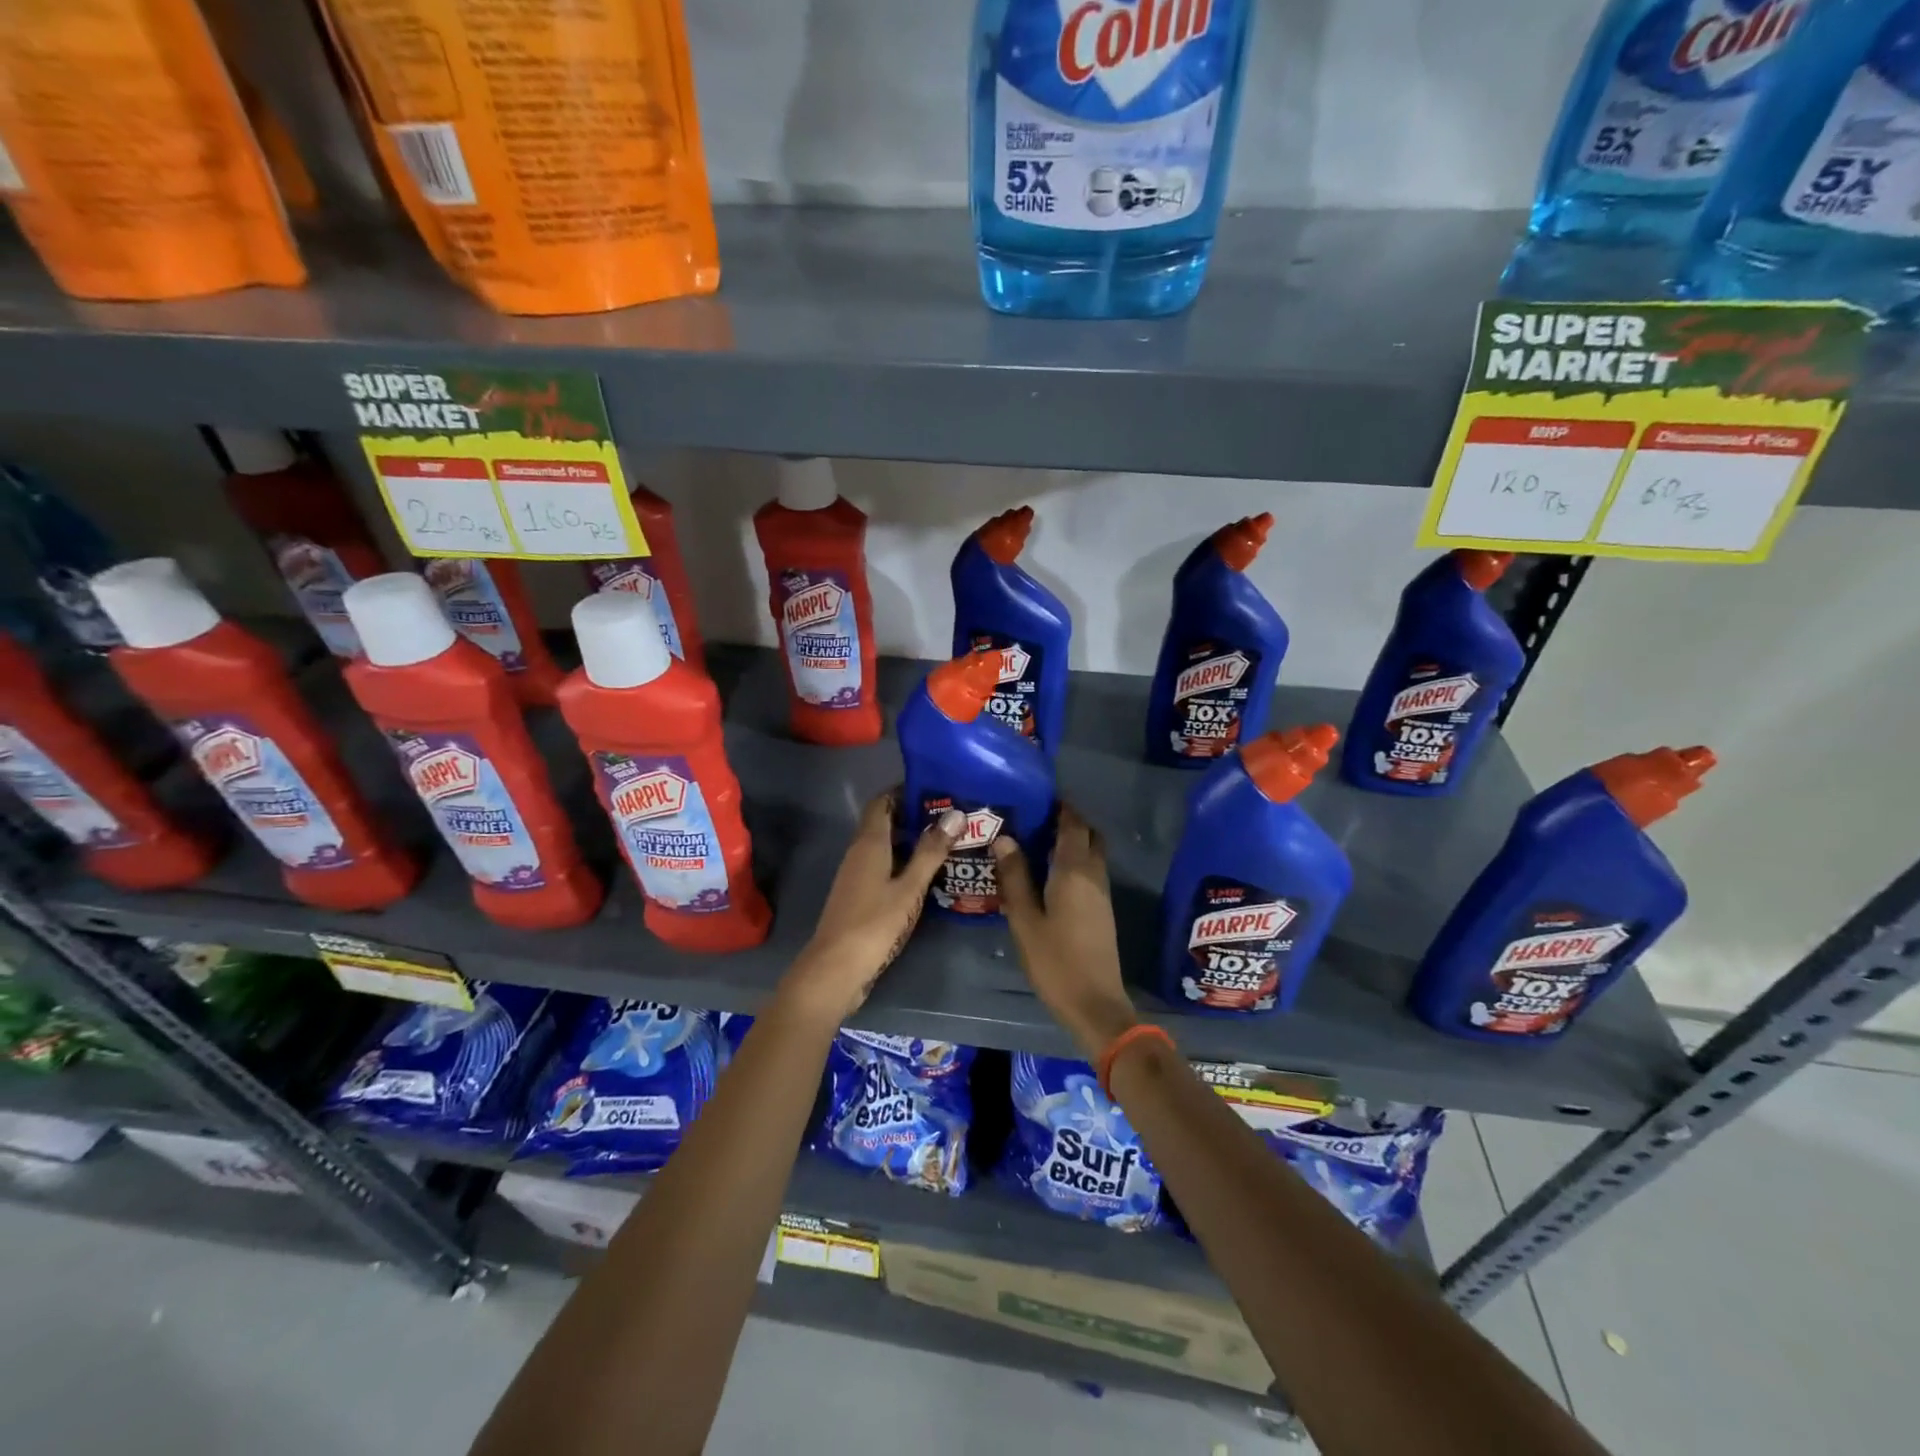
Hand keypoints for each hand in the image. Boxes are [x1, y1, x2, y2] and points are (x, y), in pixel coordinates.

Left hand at [785, 790, 961, 1022]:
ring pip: (885, 846)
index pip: (882, 802)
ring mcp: (856, 875)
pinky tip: (926, 875)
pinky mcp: (858, 896)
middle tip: (952, 818)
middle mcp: (859, 853)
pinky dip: (903, 863)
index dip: (905, 791)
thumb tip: (955, 814)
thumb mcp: (909, 888)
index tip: (936, 790)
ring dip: (911, 841)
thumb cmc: (874, 923)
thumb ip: (931, 852)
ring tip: (947, 843)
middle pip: (885, 823)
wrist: (835, 969)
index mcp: (869, 843)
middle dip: (915, 816)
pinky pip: (882, 867)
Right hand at [991, 805, 1139, 1059]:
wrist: (1095, 1004)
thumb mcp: (1025, 920)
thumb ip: (1014, 877)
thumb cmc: (1055, 961)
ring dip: (1073, 841)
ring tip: (1038, 842)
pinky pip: (1091, 871)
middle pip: (1088, 835)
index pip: (1072, 825)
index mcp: (1074, 871)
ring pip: (1092, 853)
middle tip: (1036, 818)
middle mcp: (1094, 875)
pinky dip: (1075, 861)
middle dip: (1068, 821)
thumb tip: (1004, 838)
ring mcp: (1102, 893)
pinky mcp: (1103, 910)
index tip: (1038, 796)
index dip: (1060, 807)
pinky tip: (1050, 873)